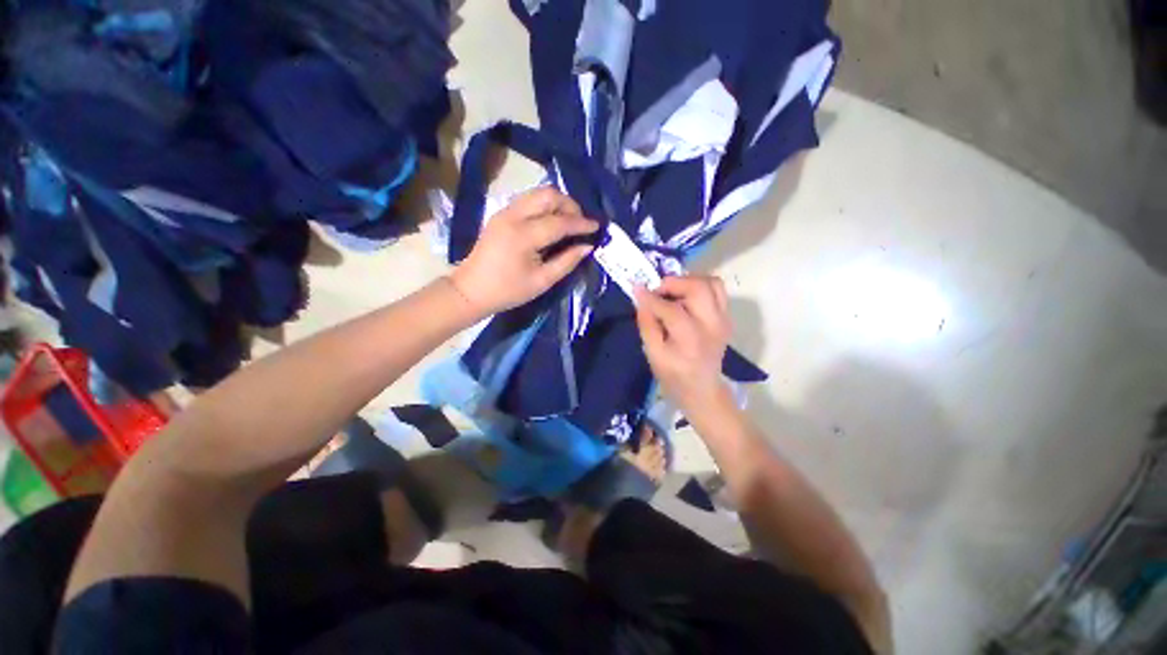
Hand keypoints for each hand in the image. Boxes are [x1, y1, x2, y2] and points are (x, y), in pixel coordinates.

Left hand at [450, 188, 598, 314]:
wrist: (470, 290)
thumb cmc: (508, 291)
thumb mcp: (542, 281)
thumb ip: (567, 262)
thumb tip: (587, 246)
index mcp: (523, 236)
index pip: (559, 221)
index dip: (581, 223)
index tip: (597, 226)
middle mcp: (513, 216)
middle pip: (548, 194)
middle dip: (569, 205)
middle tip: (580, 223)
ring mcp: (504, 212)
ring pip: (537, 193)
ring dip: (557, 203)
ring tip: (568, 221)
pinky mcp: (500, 214)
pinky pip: (528, 200)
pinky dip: (544, 205)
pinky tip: (551, 221)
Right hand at [635, 276, 732, 408]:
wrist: (703, 390)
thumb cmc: (674, 376)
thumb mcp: (653, 354)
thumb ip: (647, 324)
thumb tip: (641, 297)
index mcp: (691, 339)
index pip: (671, 309)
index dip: (652, 297)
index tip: (638, 289)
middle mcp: (712, 325)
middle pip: (699, 288)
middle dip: (675, 282)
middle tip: (658, 289)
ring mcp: (723, 320)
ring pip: (712, 283)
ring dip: (689, 281)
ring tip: (673, 291)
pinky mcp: (727, 317)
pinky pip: (716, 290)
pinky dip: (699, 287)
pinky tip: (685, 299)